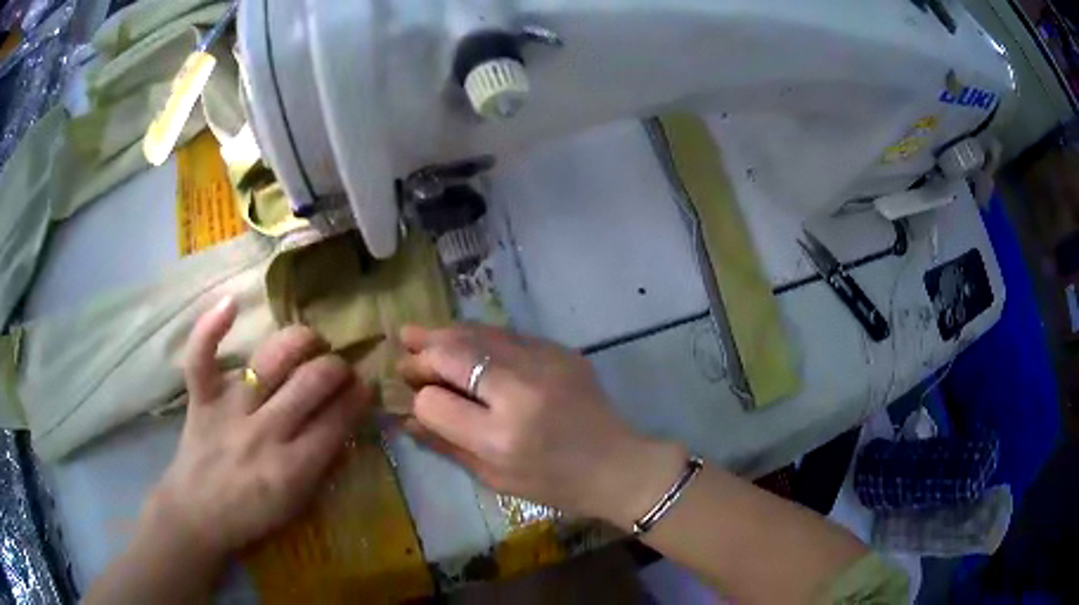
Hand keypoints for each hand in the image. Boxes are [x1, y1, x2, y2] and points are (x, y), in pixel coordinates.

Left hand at [146, 297, 371, 562]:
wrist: (197, 513)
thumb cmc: (252, 514)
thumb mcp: (299, 502)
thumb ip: (324, 463)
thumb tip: (347, 421)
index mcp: (293, 468)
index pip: (337, 420)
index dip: (358, 397)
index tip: (366, 385)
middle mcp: (264, 432)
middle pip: (311, 382)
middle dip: (336, 367)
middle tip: (340, 368)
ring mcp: (229, 409)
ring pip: (270, 360)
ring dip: (300, 341)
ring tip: (311, 341)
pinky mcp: (201, 397)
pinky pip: (202, 356)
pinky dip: (211, 328)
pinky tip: (231, 303)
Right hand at [397, 324, 685, 527]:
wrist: (616, 464)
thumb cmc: (554, 484)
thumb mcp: (494, 478)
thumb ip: (446, 445)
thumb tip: (405, 418)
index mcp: (500, 437)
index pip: (434, 403)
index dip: (418, 399)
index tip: (414, 398)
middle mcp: (519, 392)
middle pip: (453, 356)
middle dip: (422, 355)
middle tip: (403, 354)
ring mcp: (543, 364)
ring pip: (477, 335)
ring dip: (442, 334)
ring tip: (415, 334)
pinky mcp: (560, 350)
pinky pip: (506, 335)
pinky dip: (476, 336)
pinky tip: (461, 339)